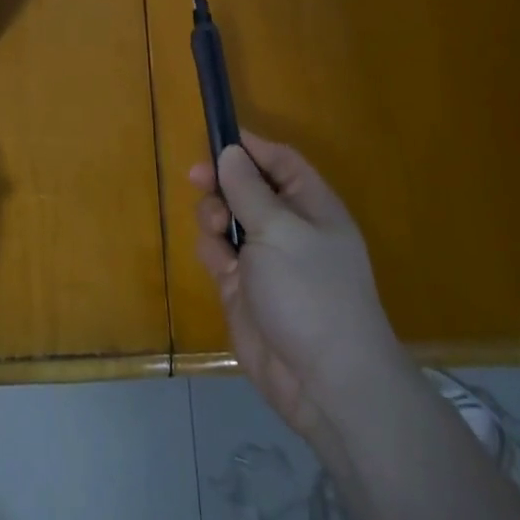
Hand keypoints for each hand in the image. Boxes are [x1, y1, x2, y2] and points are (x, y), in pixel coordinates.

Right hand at [191, 133, 395, 438]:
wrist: (323, 381)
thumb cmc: (310, 291)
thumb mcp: (279, 230)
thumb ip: (248, 189)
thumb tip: (230, 152)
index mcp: (311, 206)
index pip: (280, 162)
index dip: (251, 147)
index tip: (216, 138)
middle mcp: (288, 228)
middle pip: (246, 187)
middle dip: (221, 182)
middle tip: (197, 179)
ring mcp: (265, 260)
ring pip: (226, 219)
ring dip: (213, 217)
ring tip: (216, 230)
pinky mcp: (243, 288)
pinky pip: (218, 254)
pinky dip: (212, 252)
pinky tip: (220, 266)